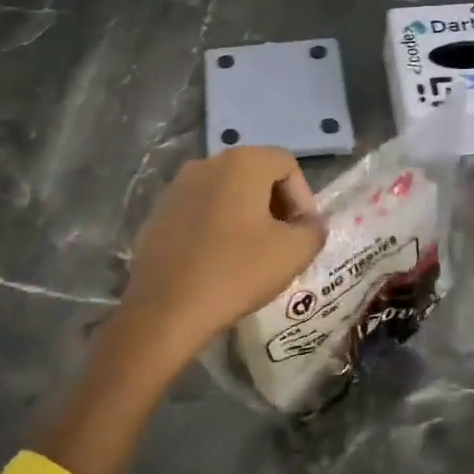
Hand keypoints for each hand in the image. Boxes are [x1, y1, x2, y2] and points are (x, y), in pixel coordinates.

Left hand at [113, 146, 325, 377]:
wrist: (165, 310)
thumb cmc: (236, 272)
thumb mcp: (294, 253)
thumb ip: (314, 229)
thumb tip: (310, 223)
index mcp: (242, 163)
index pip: (287, 165)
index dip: (303, 197)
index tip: (302, 233)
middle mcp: (207, 163)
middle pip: (255, 173)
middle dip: (276, 204)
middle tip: (283, 241)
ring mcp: (177, 187)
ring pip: (226, 191)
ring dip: (246, 214)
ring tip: (252, 252)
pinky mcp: (159, 213)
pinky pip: (200, 209)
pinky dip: (217, 225)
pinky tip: (218, 260)